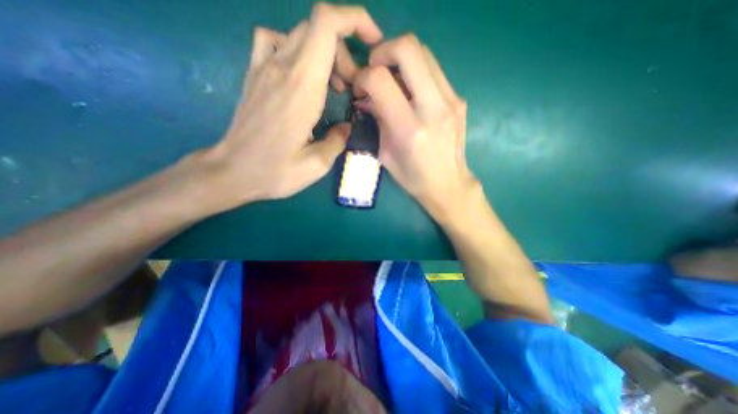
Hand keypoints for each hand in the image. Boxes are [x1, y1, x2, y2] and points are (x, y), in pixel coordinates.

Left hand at [200, 2, 379, 209]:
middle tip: (351, 86)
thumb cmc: (275, 172)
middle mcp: (282, 67)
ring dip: (325, 53)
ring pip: (301, 34)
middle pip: (319, 28)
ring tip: (333, 85)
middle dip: (345, 52)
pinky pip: (273, 40)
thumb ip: (338, 140)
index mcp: (302, 87)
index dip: (355, 20)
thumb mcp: (317, 164)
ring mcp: (263, 67)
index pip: (327, 26)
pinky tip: (300, 74)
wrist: (232, 171)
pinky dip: (295, 48)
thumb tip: (346, 127)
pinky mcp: (254, 75)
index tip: (373, 42)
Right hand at [352, 35, 478, 218]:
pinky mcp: (459, 99)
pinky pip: (434, 70)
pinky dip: (416, 71)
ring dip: (400, 59)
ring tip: (391, 80)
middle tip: (375, 70)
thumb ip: (378, 120)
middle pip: (408, 49)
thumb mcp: (386, 154)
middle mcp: (433, 109)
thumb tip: (368, 97)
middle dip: (383, 51)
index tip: (360, 88)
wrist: (448, 184)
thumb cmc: (413, 177)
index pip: (380, 80)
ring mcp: (451, 101)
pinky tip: (409, 90)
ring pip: (424, 53)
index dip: (363, 76)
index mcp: (409, 129)